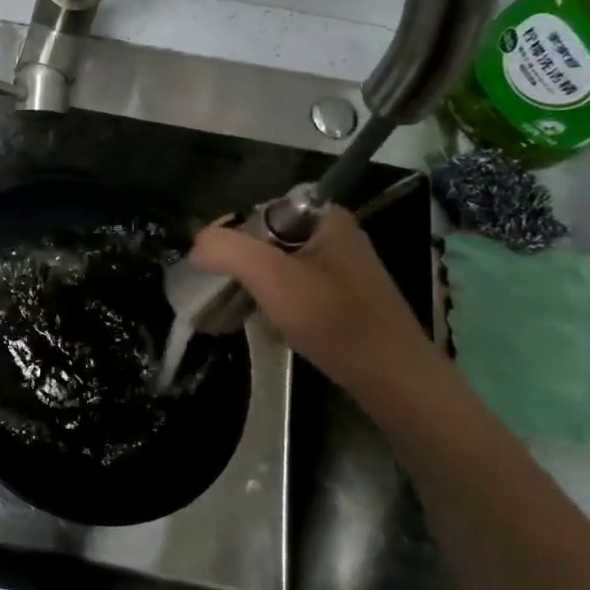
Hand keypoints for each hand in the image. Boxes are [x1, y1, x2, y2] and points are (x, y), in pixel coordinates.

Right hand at [189, 206, 438, 402]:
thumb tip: (196, 244)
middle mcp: (334, 235)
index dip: (228, 235)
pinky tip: (264, 325)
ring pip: (277, 267)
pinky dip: (272, 303)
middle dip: (238, 266)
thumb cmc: (333, 319)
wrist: (392, 377)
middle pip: (265, 240)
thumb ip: (228, 250)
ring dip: (252, 288)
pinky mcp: (341, 297)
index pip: (257, 211)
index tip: (208, 265)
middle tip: (218, 294)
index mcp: (324, 218)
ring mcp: (340, 268)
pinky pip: (292, 288)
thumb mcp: (272, 277)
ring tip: (232, 313)